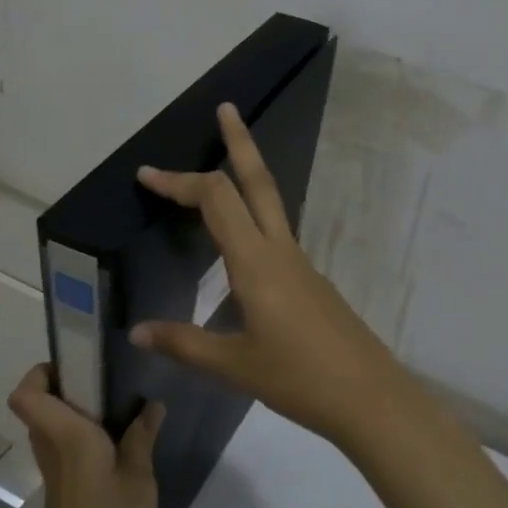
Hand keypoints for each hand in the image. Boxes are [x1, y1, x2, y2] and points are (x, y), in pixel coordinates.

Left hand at [7, 365, 163, 507]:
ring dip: (78, 412)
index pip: (26, 395)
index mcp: (67, 438)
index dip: (40, 372)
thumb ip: (141, 438)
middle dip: (69, 385)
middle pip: (40, 406)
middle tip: (112, 380)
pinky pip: (65, 450)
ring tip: (124, 408)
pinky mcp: (63, 494)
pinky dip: (86, 438)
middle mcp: (52, 450)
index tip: (78, 363)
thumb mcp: (139, 481)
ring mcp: (55, 474)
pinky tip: (122, 446)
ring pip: (52, 428)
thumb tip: (151, 405)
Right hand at [130, 102, 421, 450]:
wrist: (370, 397)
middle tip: (227, 109)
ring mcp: (301, 264)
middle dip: (240, 142)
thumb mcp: (234, 366)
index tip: (146, 175)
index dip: (180, 182)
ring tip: (222, 169)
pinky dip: (254, 218)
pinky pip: (277, 235)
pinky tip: (239, 246)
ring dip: (249, 176)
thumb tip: (137, 332)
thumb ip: (184, 344)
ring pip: (272, 204)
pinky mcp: (311, 281)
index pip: (216, 201)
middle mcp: (281, 251)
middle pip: (259, 182)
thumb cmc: (299, 379)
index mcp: (257, 263)